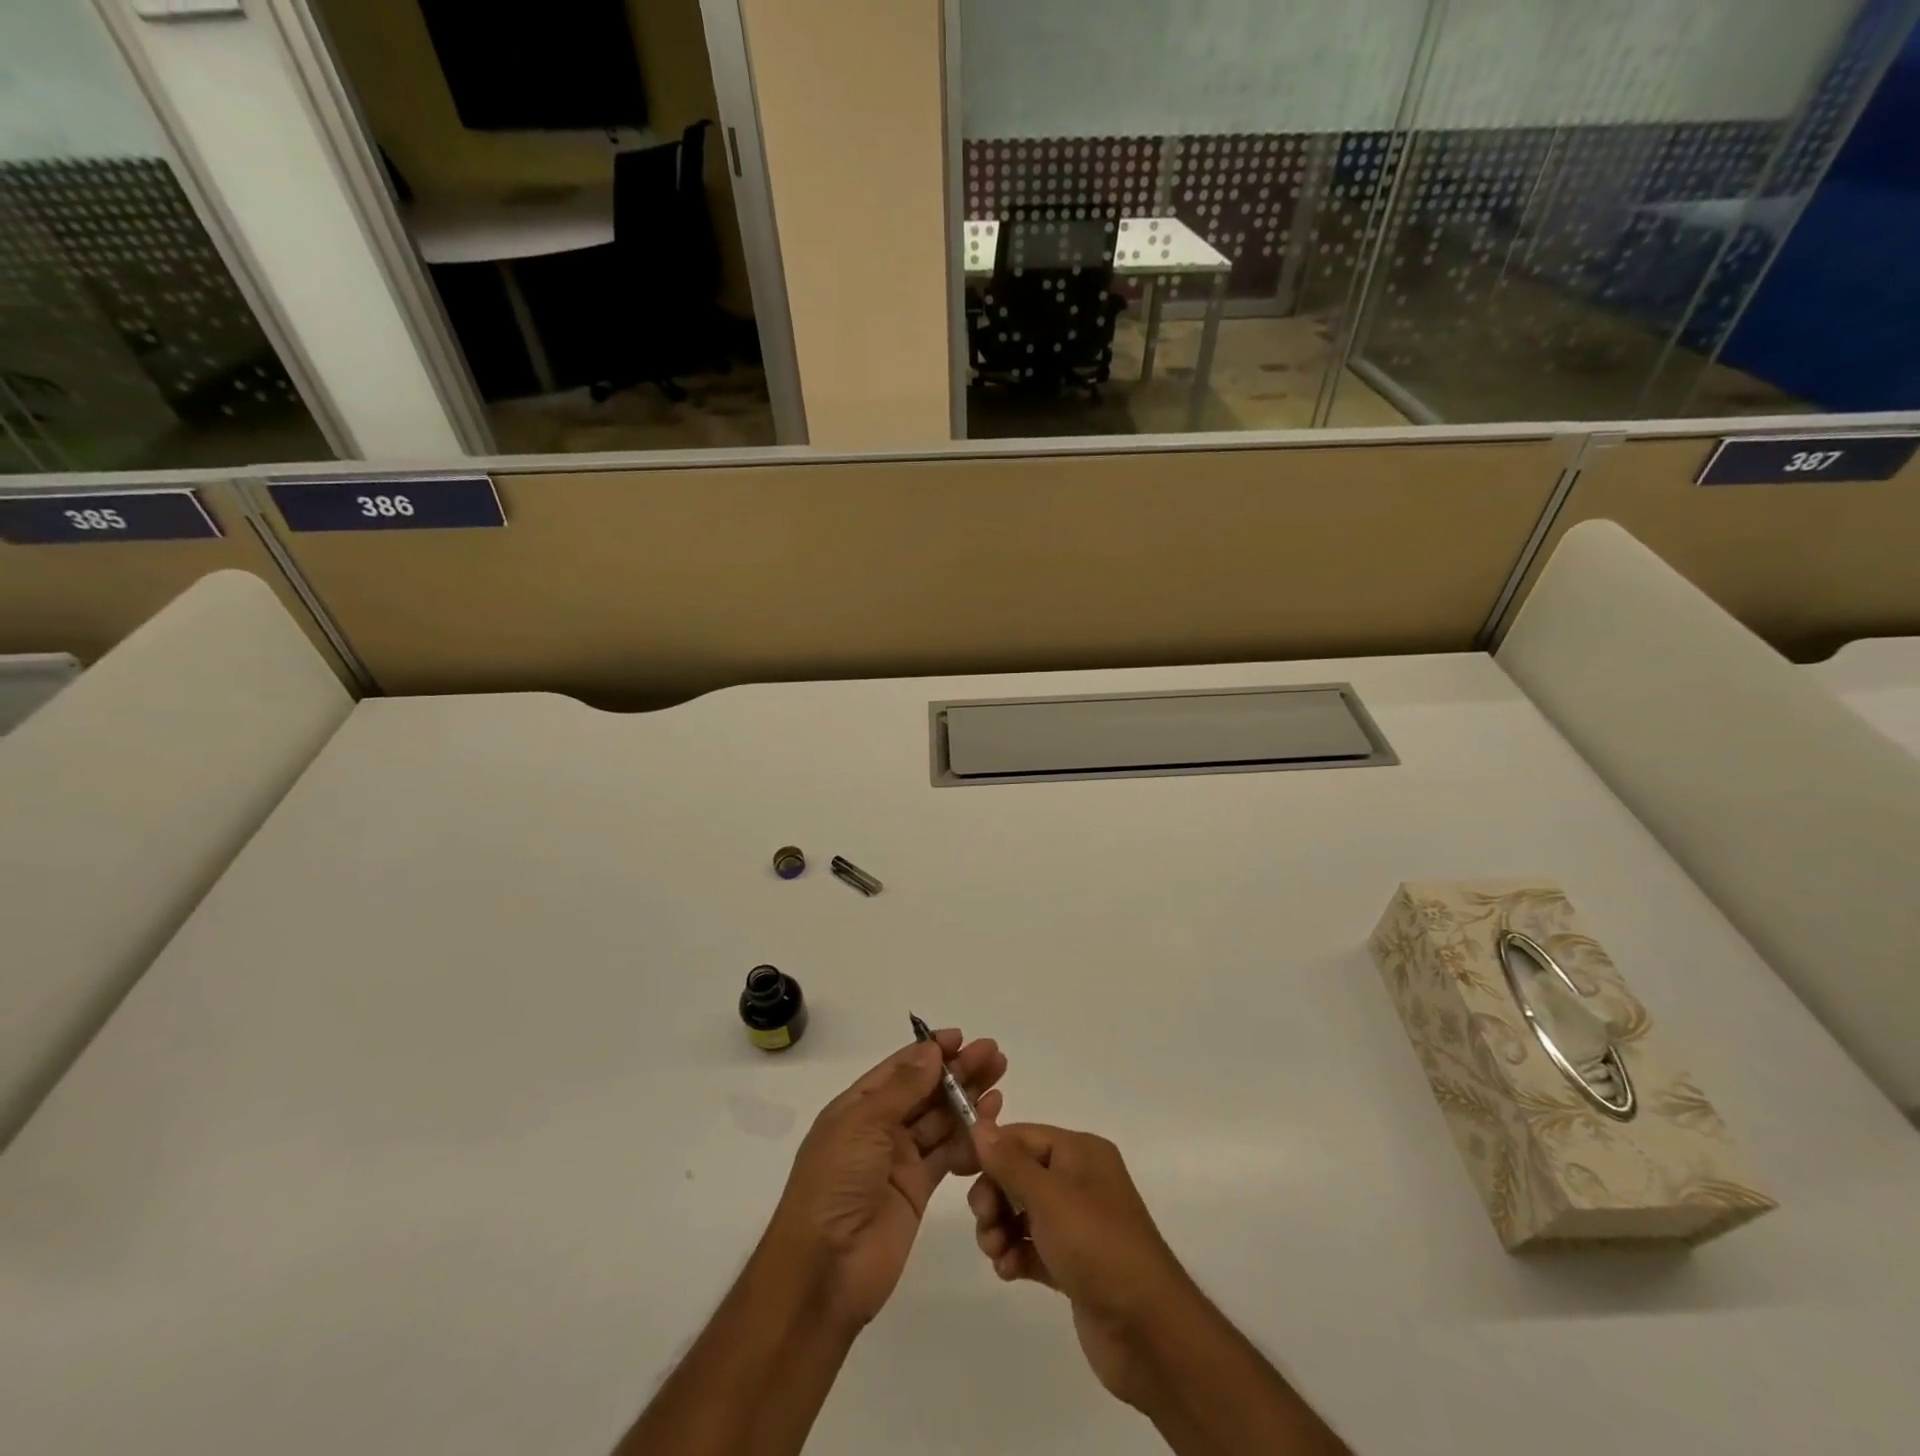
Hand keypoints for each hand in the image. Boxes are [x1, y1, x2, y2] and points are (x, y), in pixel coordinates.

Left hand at [767, 1030, 1005, 1331]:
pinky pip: (947, 1156)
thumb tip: (931, 1050)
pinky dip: (968, 1140)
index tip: (961, 1038)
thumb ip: (902, 1088)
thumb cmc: (835, 1184)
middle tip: (994, 1055)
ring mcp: (898, 1160)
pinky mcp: (917, 1190)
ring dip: (967, 1101)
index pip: (899, 1070)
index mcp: (857, 1107)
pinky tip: (990, 1124)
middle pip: (925, 1091)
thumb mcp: (863, 1125)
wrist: (825, 1269)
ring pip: (940, 1121)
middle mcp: (878, 1129)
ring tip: (999, 1083)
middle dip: (957, 1072)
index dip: (929, 1052)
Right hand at [968, 1117, 1194, 1410]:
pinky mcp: (1074, 1264)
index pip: (1023, 1136)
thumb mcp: (1049, 1196)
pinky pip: (1033, 1247)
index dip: (990, 1150)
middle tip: (985, 1223)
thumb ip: (1010, 1162)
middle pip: (1019, 1174)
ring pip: (1022, 1212)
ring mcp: (1078, 1224)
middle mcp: (1080, 1181)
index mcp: (1081, 1153)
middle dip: (995, 1196)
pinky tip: (1008, 1271)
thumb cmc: (1097, 1246)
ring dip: (1001, 1228)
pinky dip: (1016, 1254)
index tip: (956, 1171)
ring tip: (997, 1254)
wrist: (1148, 1331)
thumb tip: (980, 1125)